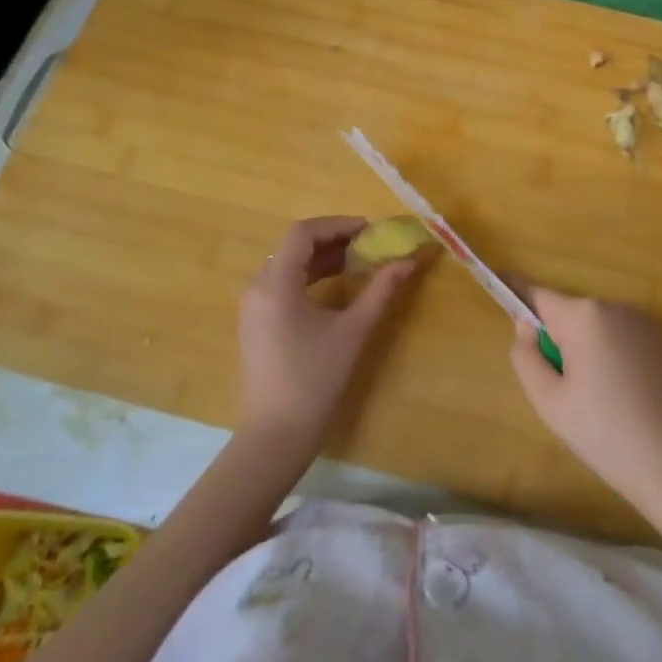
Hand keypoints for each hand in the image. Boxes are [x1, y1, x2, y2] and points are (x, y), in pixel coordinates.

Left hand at [238, 217, 416, 454]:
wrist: (276, 436)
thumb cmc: (315, 380)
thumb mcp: (353, 332)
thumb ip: (380, 291)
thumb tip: (408, 262)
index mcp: (276, 284)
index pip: (303, 233)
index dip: (337, 225)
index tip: (369, 231)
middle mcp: (258, 287)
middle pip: (293, 246)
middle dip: (332, 239)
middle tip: (368, 244)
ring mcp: (253, 307)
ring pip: (287, 264)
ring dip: (321, 257)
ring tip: (357, 262)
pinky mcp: (256, 324)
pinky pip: (282, 284)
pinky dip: (309, 276)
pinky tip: (334, 287)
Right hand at [508, 288, 661, 515]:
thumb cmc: (605, 434)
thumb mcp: (550, 402)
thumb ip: (526, 357)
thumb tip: (525, 326)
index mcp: (583, 317)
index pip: (538, 293)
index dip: (515, 290)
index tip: (498, 281)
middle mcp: (614, 306)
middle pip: (568, 314)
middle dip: (557, 338)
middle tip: (561, 389)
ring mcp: (643, 322)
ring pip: (595, 327)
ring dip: (585, 349)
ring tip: (597, 400)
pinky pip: (620, 337)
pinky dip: (610, 355)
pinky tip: (622, 397)